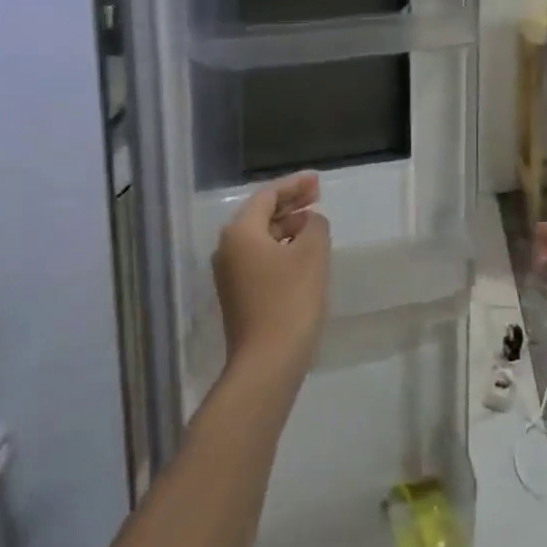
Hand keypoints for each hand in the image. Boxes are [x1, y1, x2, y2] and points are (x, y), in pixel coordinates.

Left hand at [212, 172, 329, 380]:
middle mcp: (228, 248)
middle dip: (290, 204)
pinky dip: (281, 248)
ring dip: (287, 227)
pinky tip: (302, 254)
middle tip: (318, 196)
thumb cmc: (289, 301)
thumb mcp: (312, 255)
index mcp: (240, 232)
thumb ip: (315, 226)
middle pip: (261, 214)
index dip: (295, 185)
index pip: (267, 196)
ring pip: (261, 238)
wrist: (266, 365)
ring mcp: (230, 275)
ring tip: (314, 224)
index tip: (318, 181)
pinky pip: (260, 258)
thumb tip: (310, 221)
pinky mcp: (238, 296)